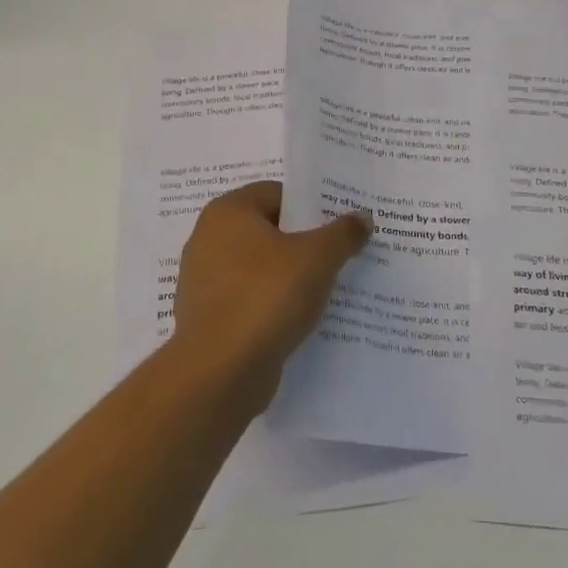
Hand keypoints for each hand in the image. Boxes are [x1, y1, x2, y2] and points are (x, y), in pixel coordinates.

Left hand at [172, 181, 371, 410]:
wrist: (219, 373)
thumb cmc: (266, 297)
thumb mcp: (317, 258)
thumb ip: (342, 233)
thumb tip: (362, 217)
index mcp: (228, 212)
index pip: (277, 193)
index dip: (312, 205)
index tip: (341, 224)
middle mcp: (209, 239)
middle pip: (269, 230)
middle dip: (305, 243)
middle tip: (342, 254)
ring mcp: (205, 281)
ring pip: (261, 268)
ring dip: (291, 277)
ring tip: (329, 289)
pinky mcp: (209, 318)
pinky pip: (251, 300)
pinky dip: (274, 306)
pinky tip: (302, 320)